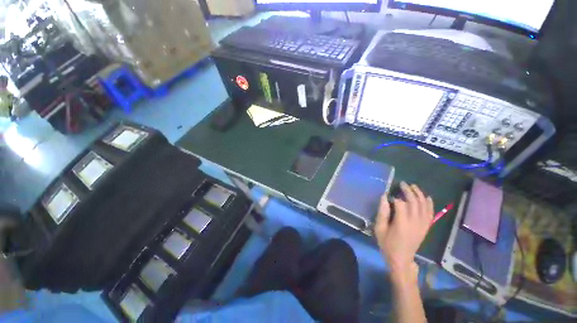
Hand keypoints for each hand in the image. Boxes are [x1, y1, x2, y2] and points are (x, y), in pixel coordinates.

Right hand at [375, 182, 433, 281]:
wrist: (401, 259)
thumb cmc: (387, 244)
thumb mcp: (379, 229)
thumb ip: (382, 212)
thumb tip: (384, 197)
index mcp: (402, 224)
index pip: (401, 204)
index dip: (395, 197)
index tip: (389, 195)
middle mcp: (415, 223)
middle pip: (414, 202)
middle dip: (408, 191)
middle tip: (402, 184)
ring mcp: (422, 225)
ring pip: (424, 206)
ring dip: (420, 194)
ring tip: (414, 186)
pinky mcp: (426, 228)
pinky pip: (431, 214)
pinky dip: (430, 204)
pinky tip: (427, 197)